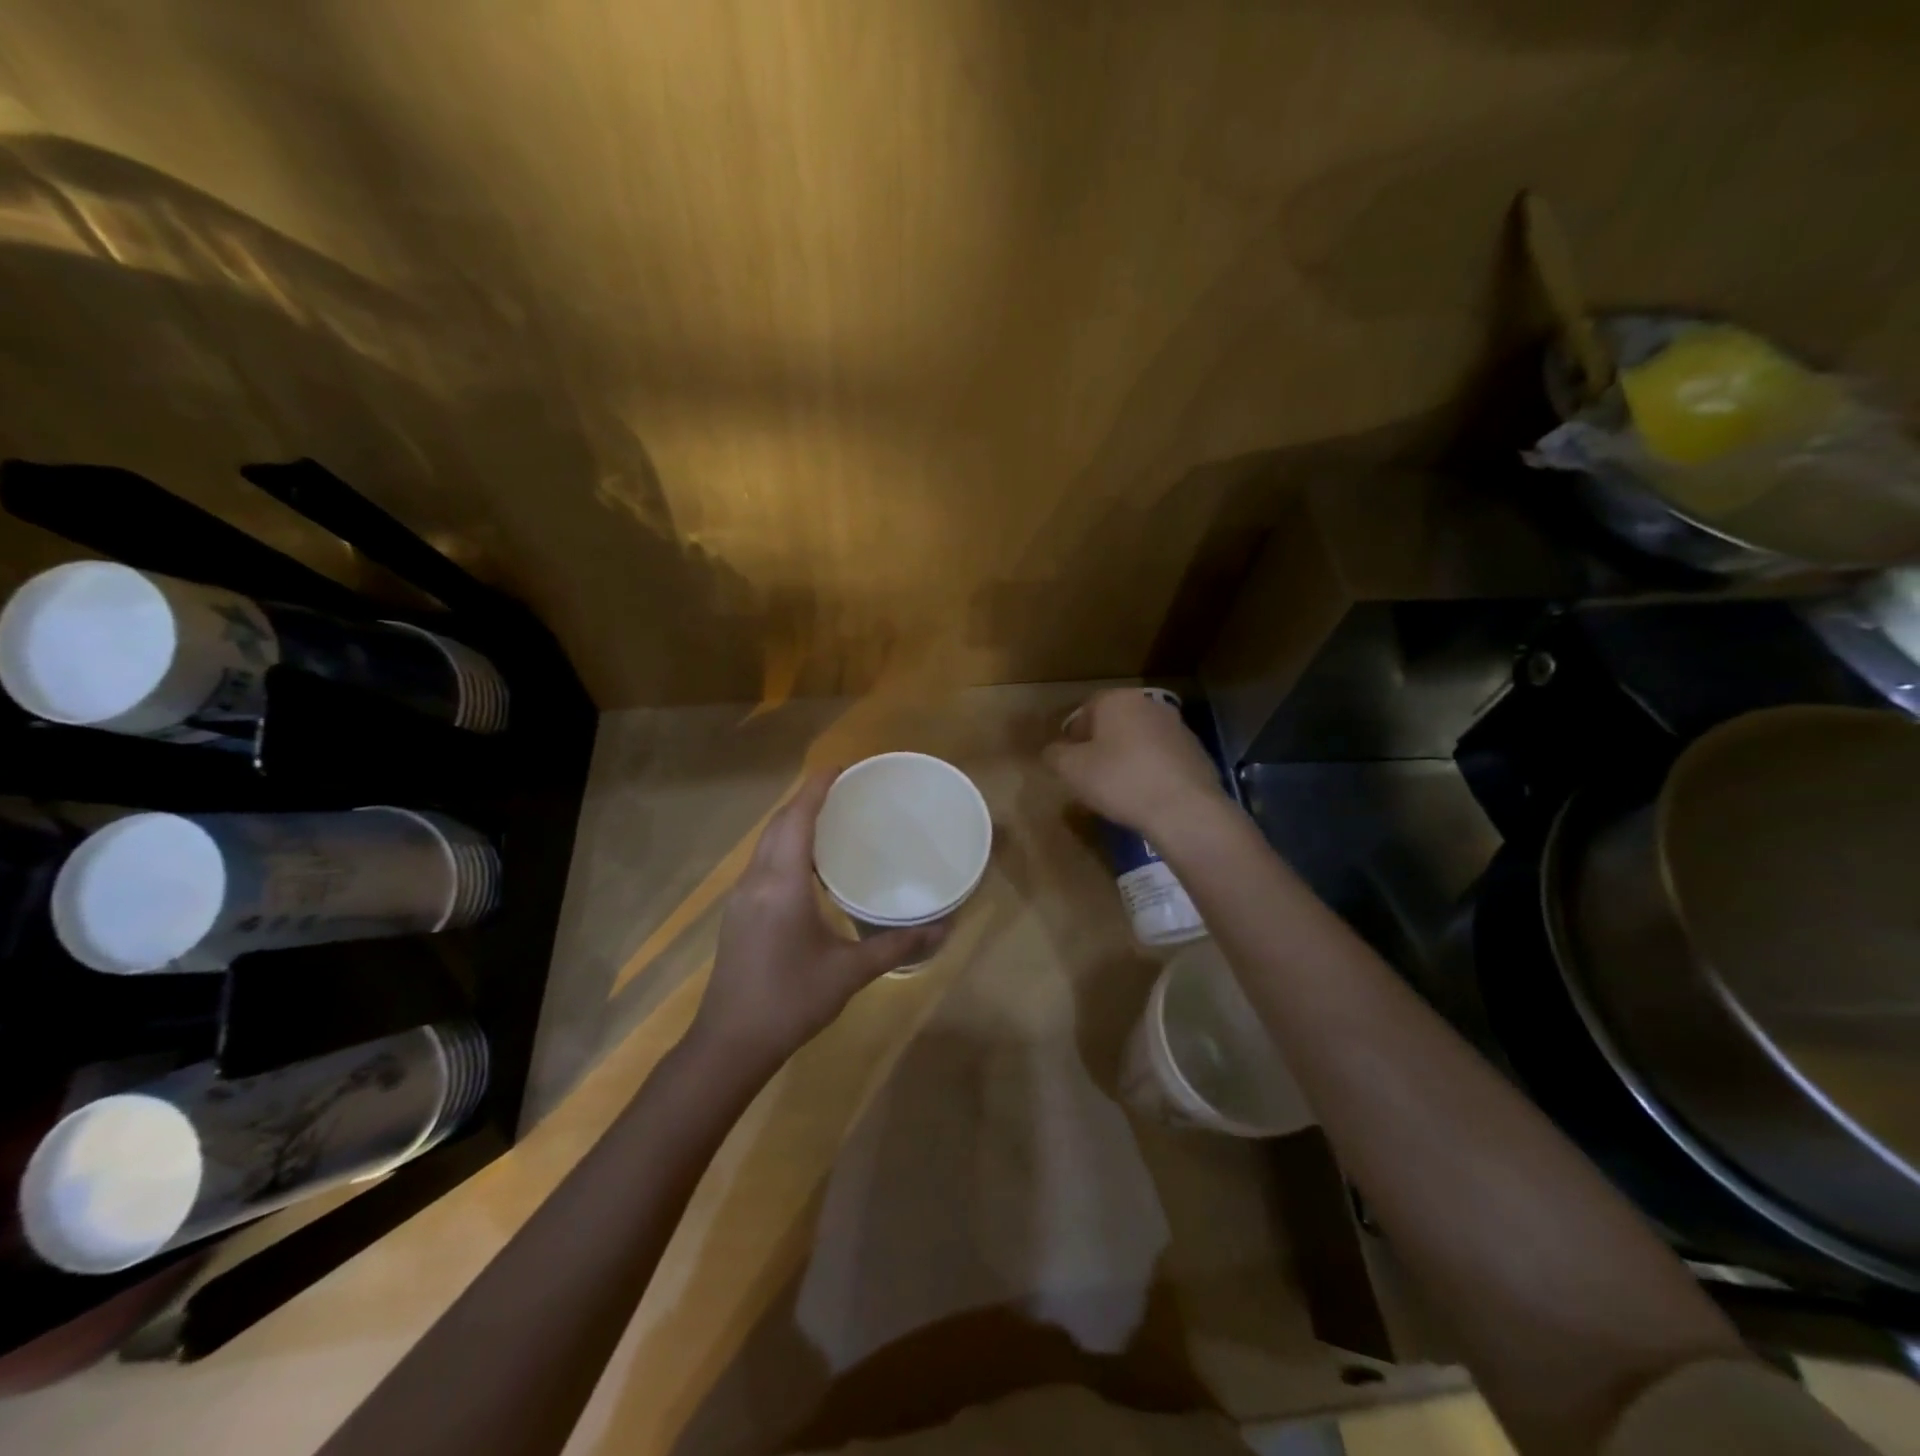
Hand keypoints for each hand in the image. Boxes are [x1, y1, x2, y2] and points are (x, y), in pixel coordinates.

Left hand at [692, 771, 946, 1063]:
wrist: (730, 1044)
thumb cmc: (791, 1001)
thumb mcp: (849, 973)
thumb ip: (896, 946)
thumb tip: (943, 928)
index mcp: (782, 884)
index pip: (796, 819)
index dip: (816, 788)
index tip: (841, 767)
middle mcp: (757, 880)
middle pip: (778, 824)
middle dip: (806, 800)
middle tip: (844, 790)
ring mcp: (742, 897)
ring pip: (766, 843)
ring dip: (793, 823)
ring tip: (831, 819)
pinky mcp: (738, 914)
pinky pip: (763, 863)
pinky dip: (785, 847)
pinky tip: (809, 865)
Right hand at [1044, 689, 1227, 836]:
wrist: (1184, 808)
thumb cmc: (1120, 780)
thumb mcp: (1072, 770)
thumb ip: (1055, 755)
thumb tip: (1052, 751)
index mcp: (1117, 700)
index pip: (1085, 710)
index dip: (1074, 736)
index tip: (1070, 761)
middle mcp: (1148, 704)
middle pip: (1115, 722)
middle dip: (1101, 744)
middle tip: (1092, 774)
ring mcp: (1177, 726)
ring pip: (1140, 738)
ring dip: (1128, 756)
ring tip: (1120, 788)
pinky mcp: (1196, 750)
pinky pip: (1162, 756)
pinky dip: (1152, 769)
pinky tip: (1147, 794)